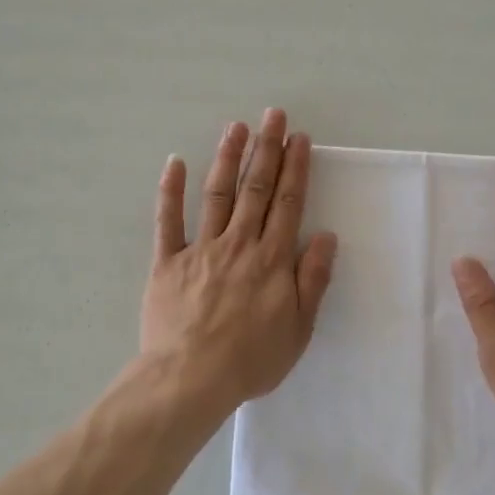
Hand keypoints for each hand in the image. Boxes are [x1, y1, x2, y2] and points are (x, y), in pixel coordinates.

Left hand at [142, 108, 338, 416]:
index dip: (295, 168)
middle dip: (266, 149)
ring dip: (227, 158)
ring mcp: (200, 249)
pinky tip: (175, 162)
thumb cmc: (251, 360)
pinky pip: (168, 221)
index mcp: (272, 260)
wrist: (190, 379)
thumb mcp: (299, 329)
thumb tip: (327, 237)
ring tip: (236, 127)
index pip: (288, 204)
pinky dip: (170, 191)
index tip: (299, 138)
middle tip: (273, 115)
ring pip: (216, 194)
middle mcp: (238, 244)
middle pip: (255, 189)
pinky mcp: (167, 262)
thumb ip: (313, 280)